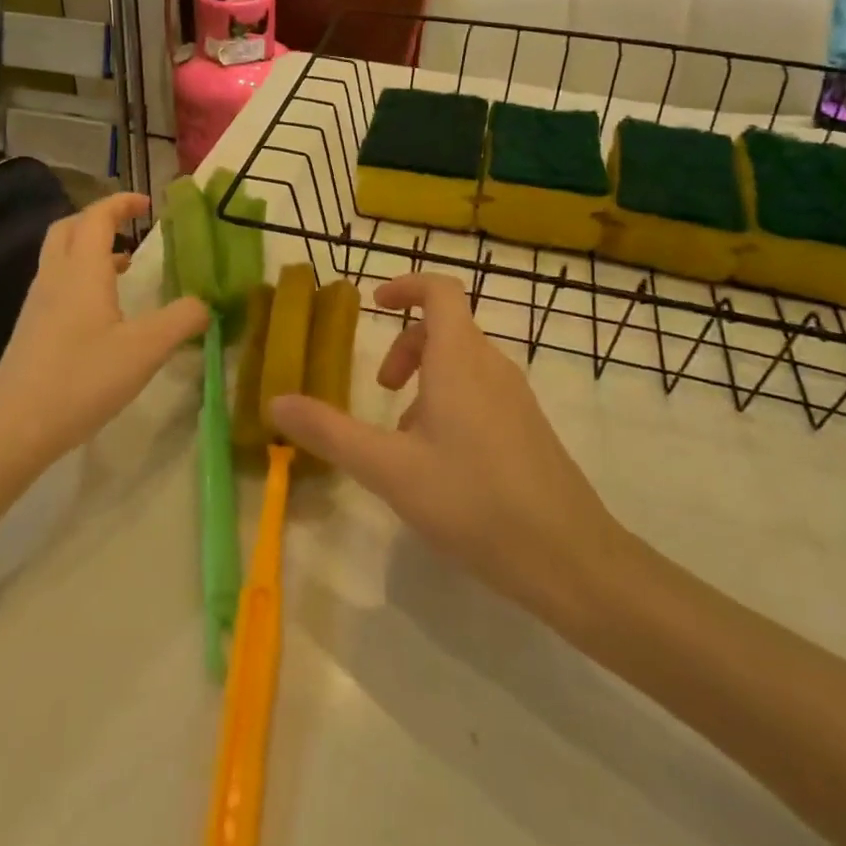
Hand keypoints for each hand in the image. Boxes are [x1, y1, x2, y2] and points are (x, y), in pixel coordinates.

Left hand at [0, 193, 207, 466]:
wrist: (14, 427)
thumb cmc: (82, 379)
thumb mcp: (145, 350)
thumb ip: (182, 320)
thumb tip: (205, 304)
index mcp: (82, 271)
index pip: (98, 217)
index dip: (122, 203)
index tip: (148, 204)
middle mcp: (55, 277)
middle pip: (69, 228)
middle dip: (100, 219)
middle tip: (130, 229)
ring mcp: (38, 304)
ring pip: (60, 256)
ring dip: (90, 249)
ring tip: (124, 267)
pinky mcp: (31, 330)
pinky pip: (57, 283)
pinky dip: (81, 277)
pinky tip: (102, 312)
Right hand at [269, 272, 624, 624]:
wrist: (570, 559)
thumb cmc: (473, 501)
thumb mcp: (389, 468)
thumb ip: (329, 432)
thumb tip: (276, 401)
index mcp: (460, 359)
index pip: (440, 291)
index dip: (405, 286)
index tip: (374, 305)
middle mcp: (493, 366)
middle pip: (447, 327)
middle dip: (406, 347)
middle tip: (381, 389)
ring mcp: (517, 397)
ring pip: (463, 364)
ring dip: (426, 381)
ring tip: (405, 438)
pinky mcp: (530, 428)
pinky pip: (482, 393)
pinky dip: (451, 404)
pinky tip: (442, 465)